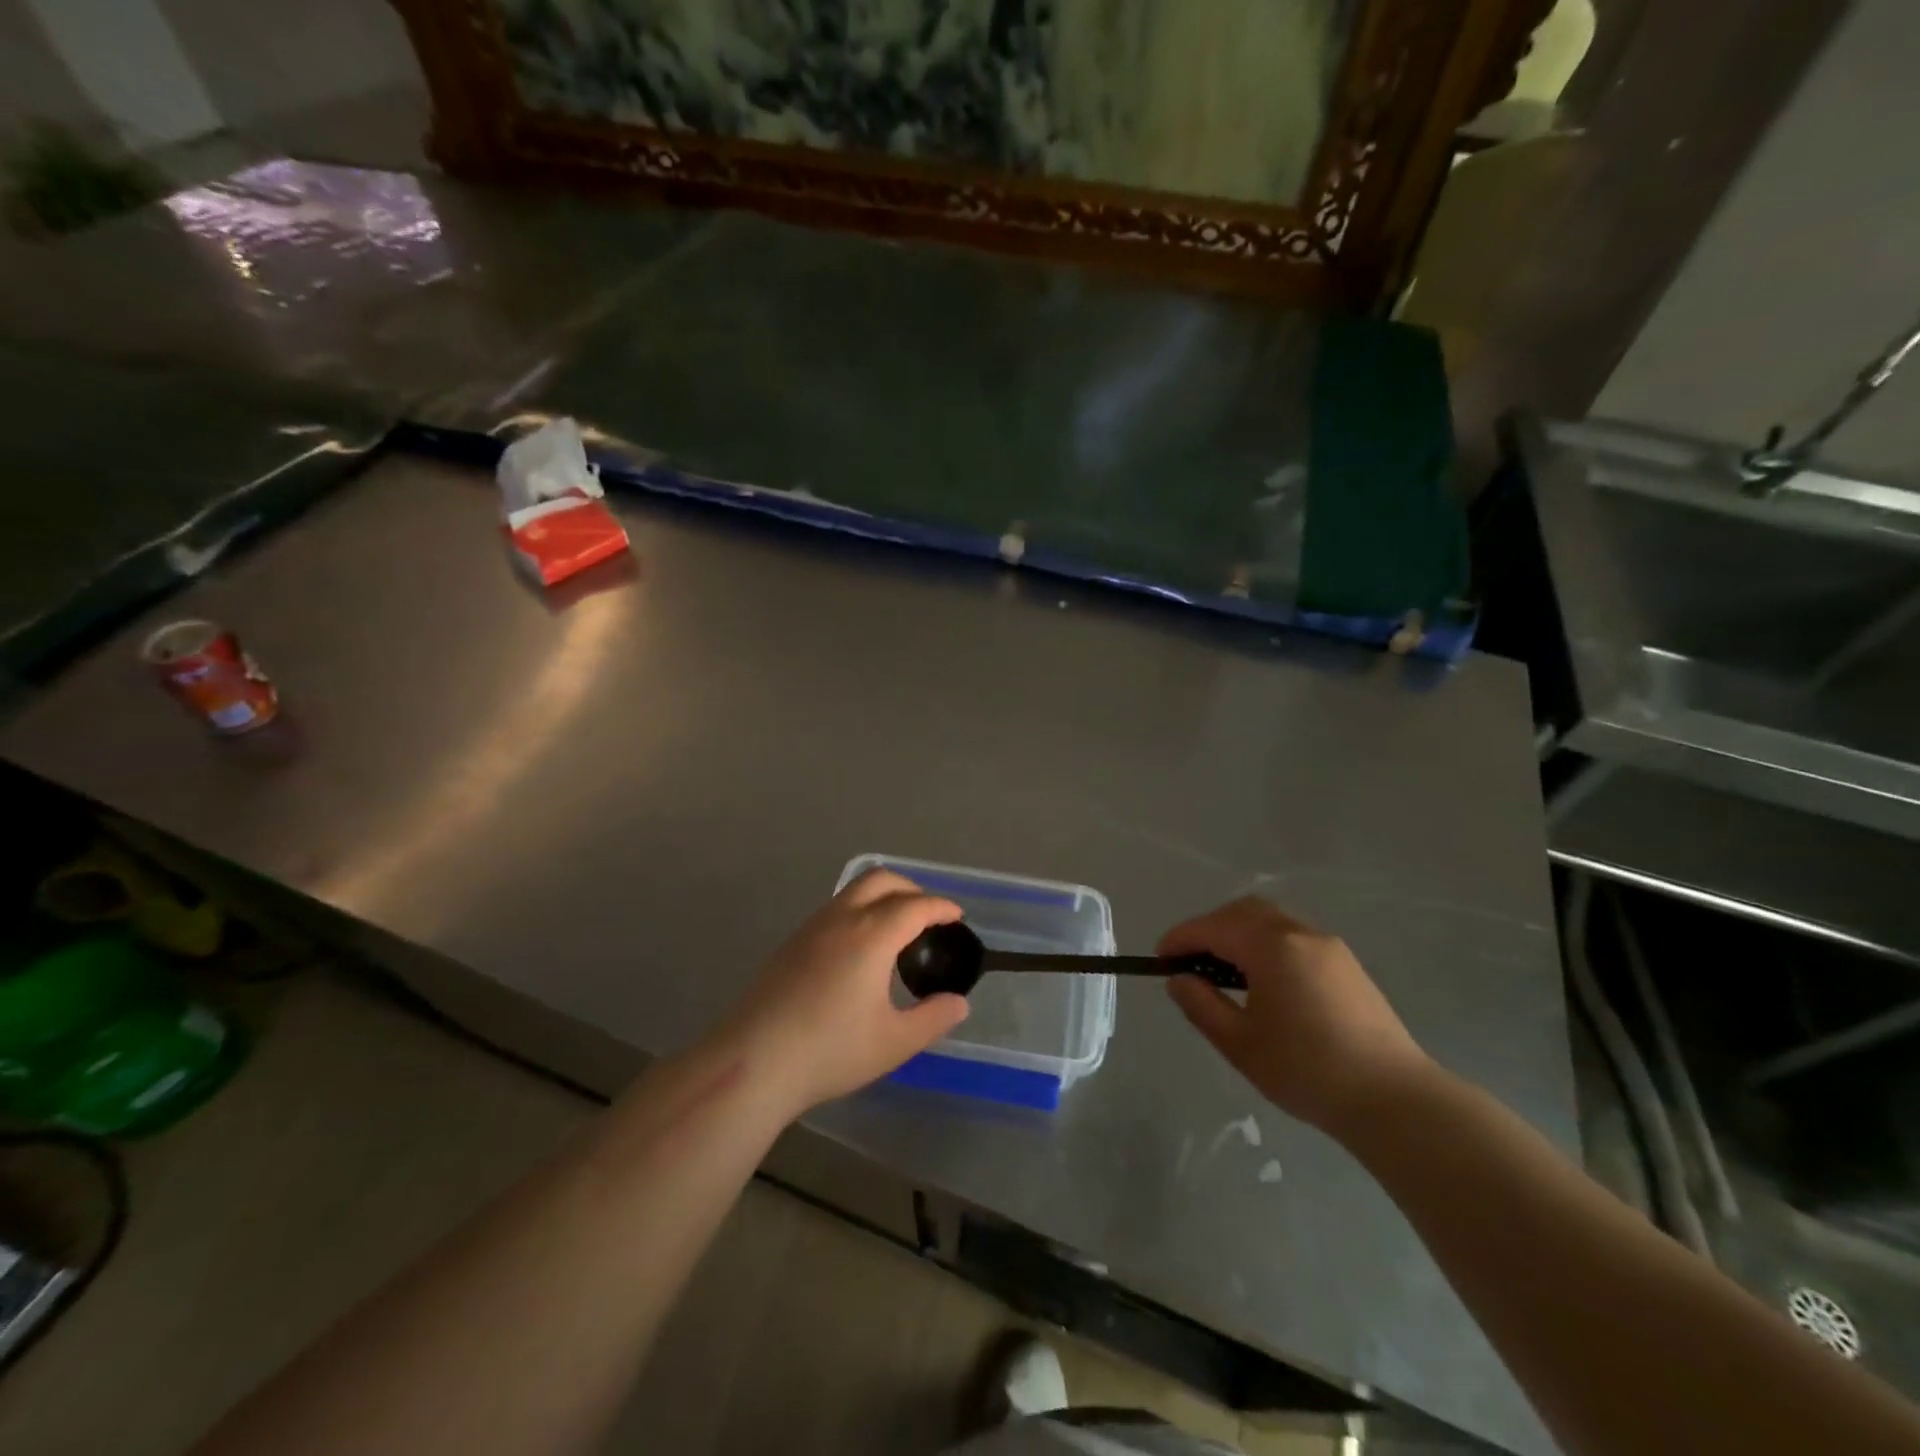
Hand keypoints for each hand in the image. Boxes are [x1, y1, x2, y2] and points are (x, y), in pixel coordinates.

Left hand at [713, 869, 970, 1116]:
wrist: (753, 1062)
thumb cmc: (830, 1051)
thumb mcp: (894, 1042)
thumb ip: (933, 1018)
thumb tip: (959, 1003)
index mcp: (871, 935)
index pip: (915, 906)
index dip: (941, 907)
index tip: (957, 917)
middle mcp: (842, 919)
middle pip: (881, 880)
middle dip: (912, 889)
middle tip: (930, 916)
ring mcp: (811, 928)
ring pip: (853, 891)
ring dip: (882, 896)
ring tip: (898, 930)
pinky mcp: (791, 943)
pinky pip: (835, 909)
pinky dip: (859, 911)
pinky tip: (860, 949)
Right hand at [1161, 897, 1432, 1137]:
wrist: (1393, 1099)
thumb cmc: (1307, 1071)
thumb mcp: (1240, 1044)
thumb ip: (1202, 1006)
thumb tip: (1178, 980)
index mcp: (1271, 947)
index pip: (1213, 928)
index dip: (1181, 938)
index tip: (1159, 958)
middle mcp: (1299, 933)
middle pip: (1242, 911)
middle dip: (1210, 927)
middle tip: (1190, 960)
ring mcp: (1327, 946)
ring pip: (1270, 919)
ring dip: (1239, 933)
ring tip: (1223, 971)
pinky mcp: (1346, 963)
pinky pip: (1293, 935)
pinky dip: (1265, 943)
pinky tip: (1263, 979)